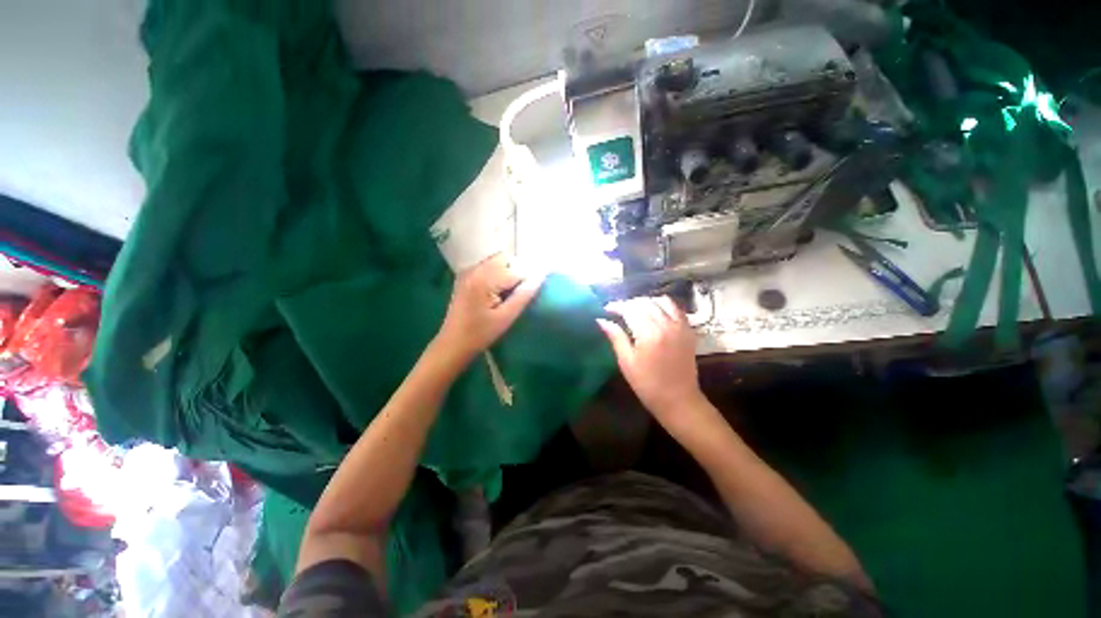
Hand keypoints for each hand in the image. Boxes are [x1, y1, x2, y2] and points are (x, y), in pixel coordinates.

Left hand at [435, 254, 543, 365]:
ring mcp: (469, 272)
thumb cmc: (480, 334)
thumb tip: (541, 276)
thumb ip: (524, 295)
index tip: (534, 292)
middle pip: (506, 258)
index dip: (529, 278)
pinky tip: (499, 292)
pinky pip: (488, 266)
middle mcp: (475, 270)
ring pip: (497, 260)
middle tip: (521, 292)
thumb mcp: (506, 317)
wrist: (452, 344)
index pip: (516, 270)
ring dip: (509, 271)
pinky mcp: (466, 277)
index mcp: (484, 280)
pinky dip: (498, 273)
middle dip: (518, 271)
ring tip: (511, 293)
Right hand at [597, 296, 708, 431]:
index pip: (630, 309)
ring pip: (661, 301)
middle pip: (644, 302)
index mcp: (649, 334)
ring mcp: (680, 326)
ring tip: (636, 310)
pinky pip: (676, 308)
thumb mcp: (627, 362)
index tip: (606, 309)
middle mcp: (666, 324)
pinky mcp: (688, 330)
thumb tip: (601, 320)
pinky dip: (663, 304)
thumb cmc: (648, 384)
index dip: (616, 306)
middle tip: (618, 312)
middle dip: (629, 303)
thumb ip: (616, 337)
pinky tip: (655, 311)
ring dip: (646, 301)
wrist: (679, 400)